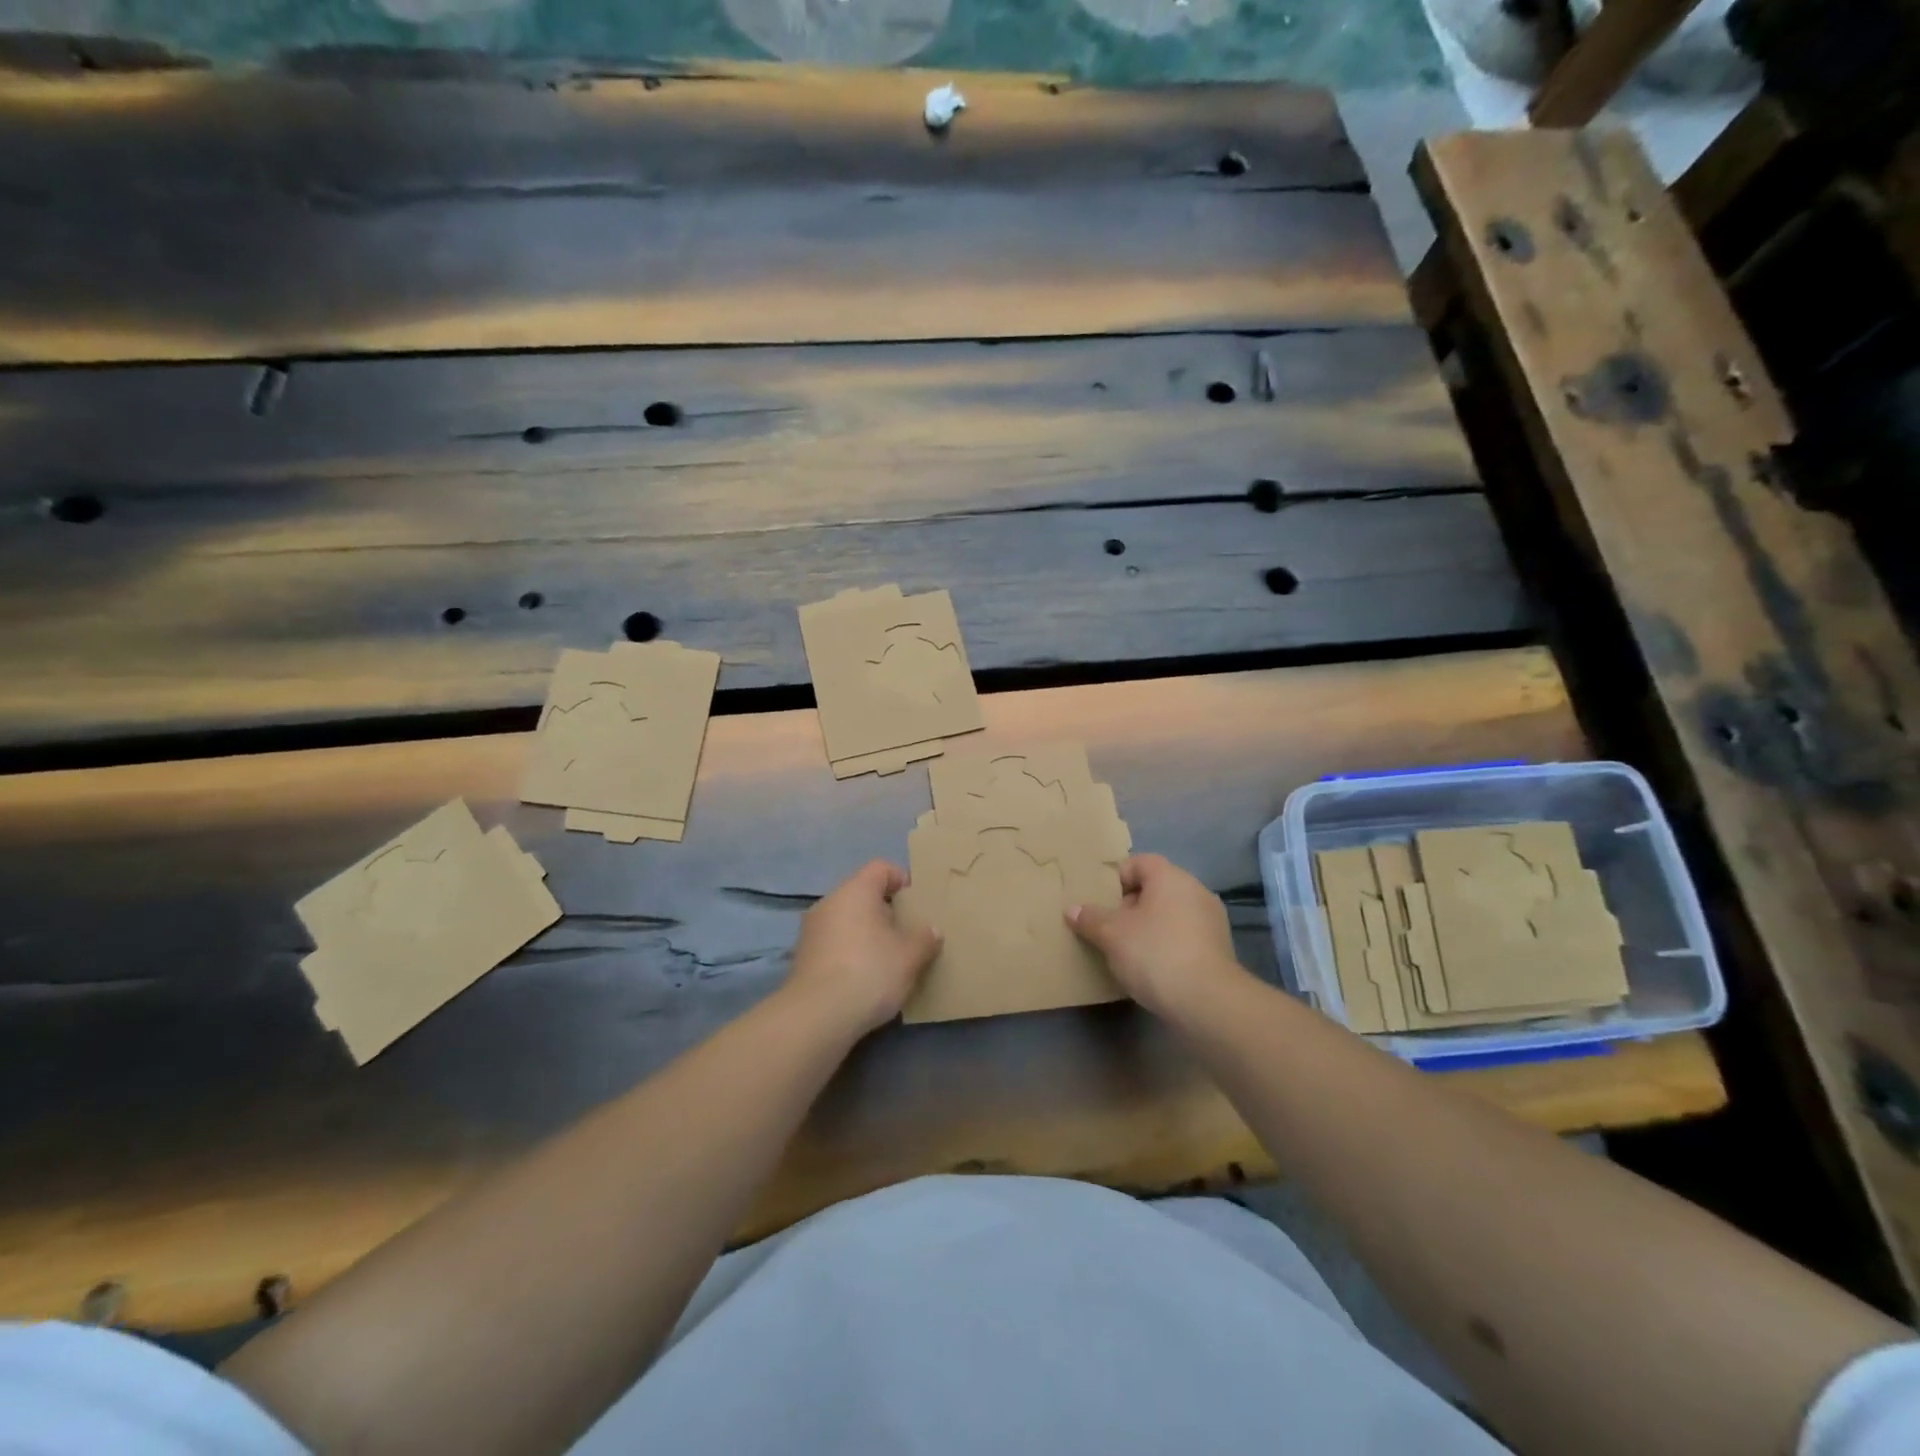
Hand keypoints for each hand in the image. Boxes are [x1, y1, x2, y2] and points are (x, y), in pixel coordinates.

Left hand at [785, 860, 940, 1035]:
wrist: (817, 1017)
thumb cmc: (870, 972)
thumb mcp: (910, 957)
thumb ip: (924, 939)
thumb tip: (932, 930)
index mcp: (855, 890)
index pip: (881, 868)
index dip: (902, 880)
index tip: (917, 904)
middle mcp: (829, 902)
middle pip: (862, 894)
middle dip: (886, 911)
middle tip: (907, 934)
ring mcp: (811, 930)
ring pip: (846, 921)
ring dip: (867, 934)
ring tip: (888, 960)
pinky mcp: (802, 958)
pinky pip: (833, 944)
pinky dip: (850, 953)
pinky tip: (864, 978)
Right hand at [1067, 853, 1248, 1021]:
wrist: (1208, 1002)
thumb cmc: (1155, 953)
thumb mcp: (1112, 935)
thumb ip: (1091, 918)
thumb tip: (1073, 909)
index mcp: (1171, 878)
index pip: (1139, 862)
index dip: (1116, 878)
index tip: (1100, 901)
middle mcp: (1195, 891)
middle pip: (1155, 888)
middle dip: (1129, 906)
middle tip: (1108, 928)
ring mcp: (1211, 921)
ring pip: (1170, 914)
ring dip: (1148, 927)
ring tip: (1126, 951)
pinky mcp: (1219, 950)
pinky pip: (1183, 937)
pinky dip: (1166, 945)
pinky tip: (1151, 969)